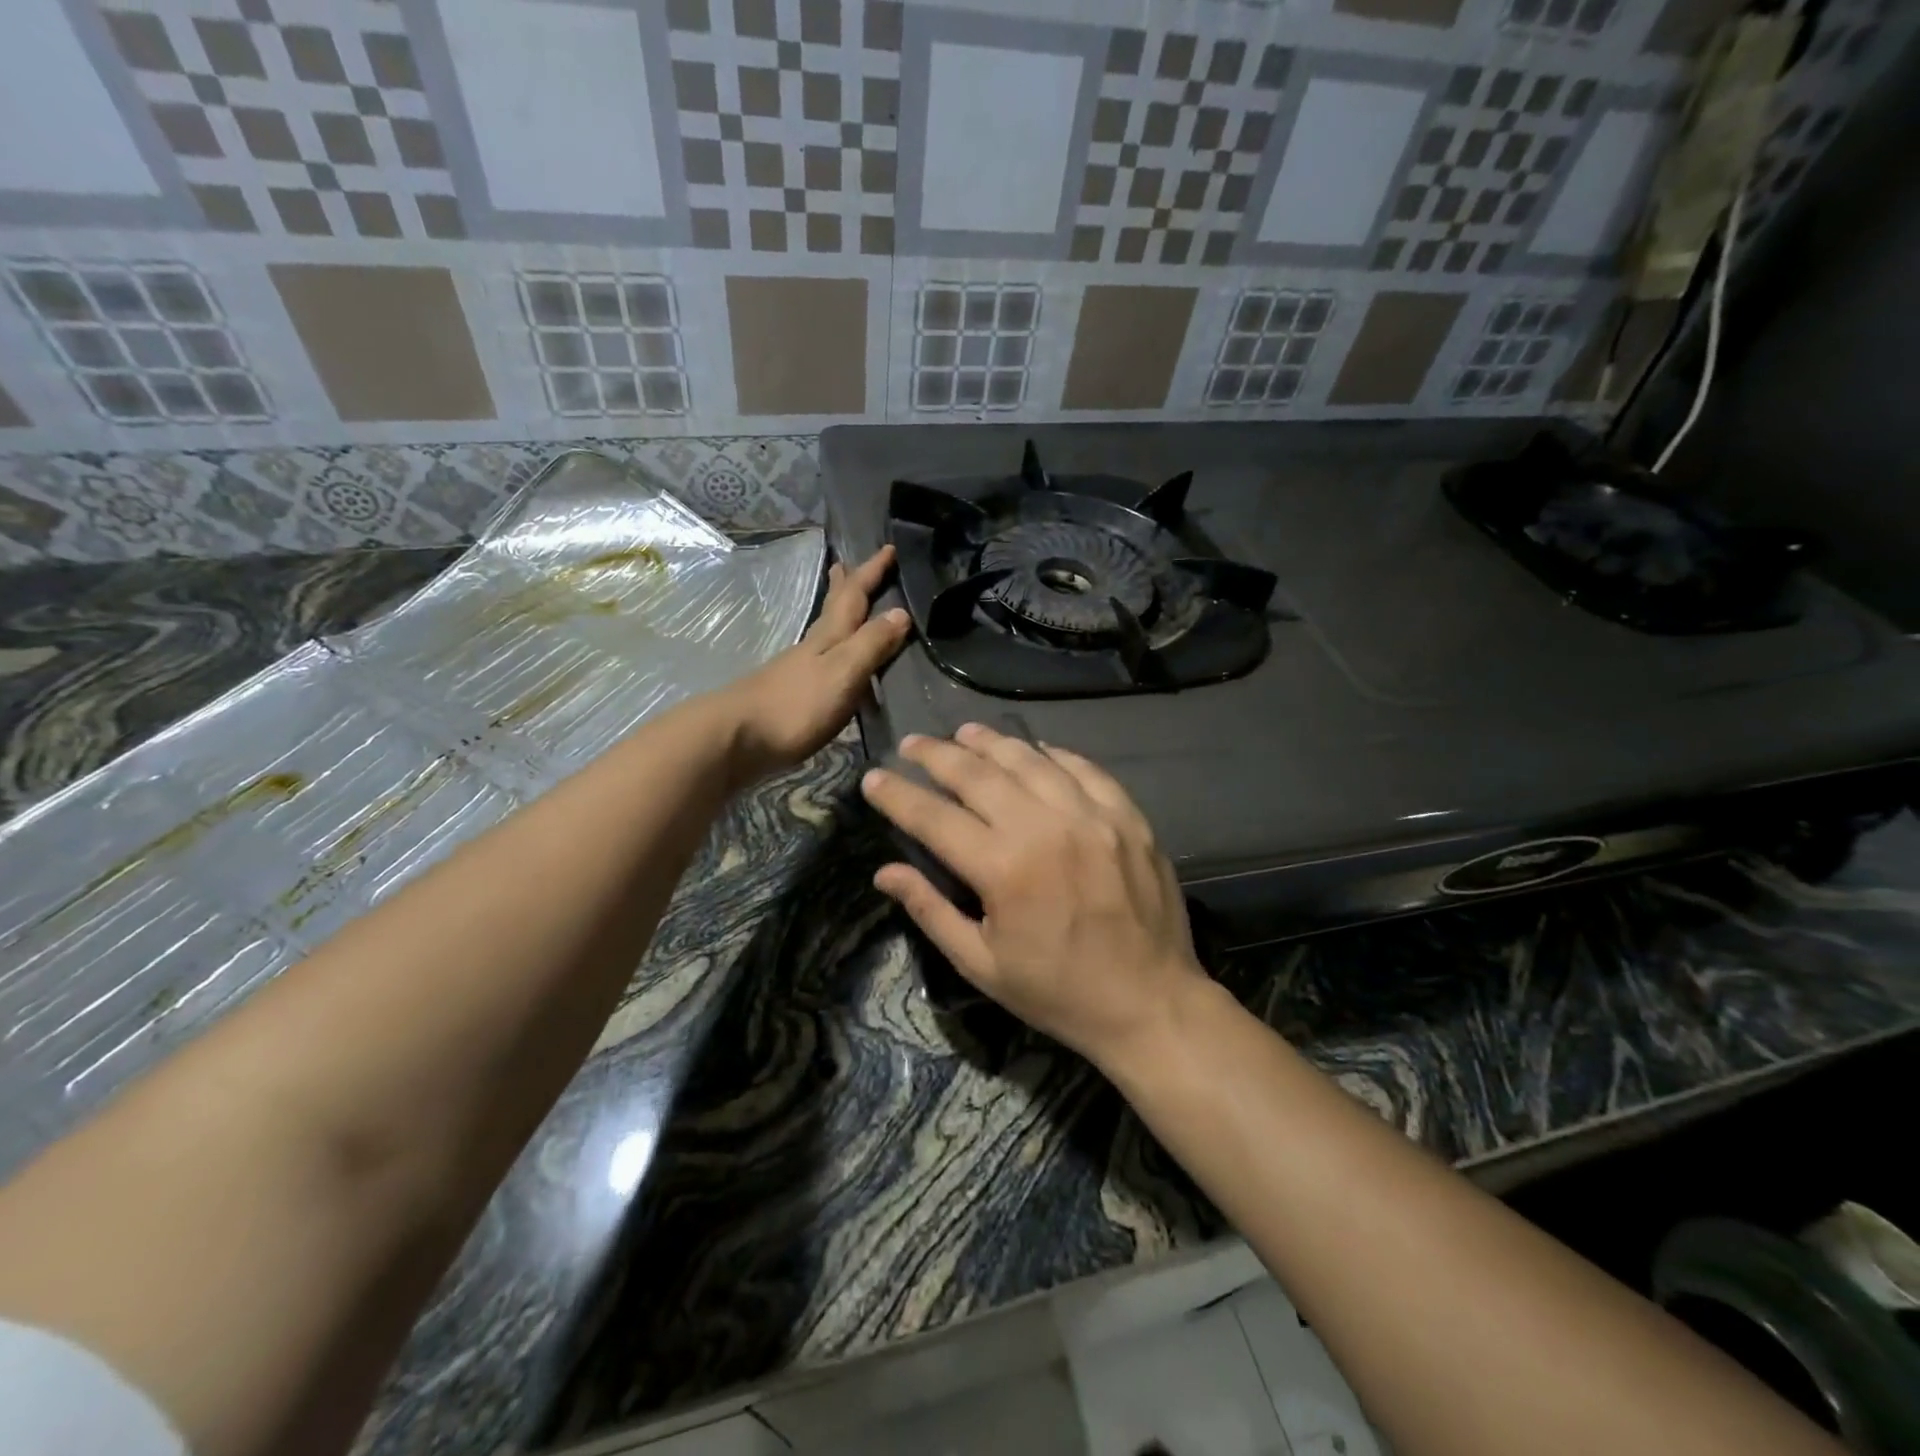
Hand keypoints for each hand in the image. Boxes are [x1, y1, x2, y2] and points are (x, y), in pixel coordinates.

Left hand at [722, 546, 910, 785]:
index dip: (871, 572)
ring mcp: (799, 670)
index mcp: (829, 637)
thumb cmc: (795, 705)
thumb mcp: (843, 671)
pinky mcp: (791, 694)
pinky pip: (821, 659)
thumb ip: (871, 644)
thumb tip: (902, 612)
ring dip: (837, 614)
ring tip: (844, 604)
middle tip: (847, 564)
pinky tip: (832, 661)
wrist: (737, 738)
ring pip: (825, 632)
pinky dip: (832, 648)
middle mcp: (813, 647)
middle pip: (833, 608)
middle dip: (845, 585)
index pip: (854, 596)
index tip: (889, 548)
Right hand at [861, 723, 1209, 1066]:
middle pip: (978, 774)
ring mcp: (1092, 816)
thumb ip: (931, 910)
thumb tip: (885, 872)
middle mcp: (1045, 828)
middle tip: (913, 744)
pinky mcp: (1128, 816)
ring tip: (964, 733)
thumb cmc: (1058, 992)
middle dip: (937, 755)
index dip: (897, 795)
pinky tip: (1033, 749)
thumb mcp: (982, 964)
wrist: (1151, 1003)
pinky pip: (1083, 769)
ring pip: (1029, 760)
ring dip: (990, 742)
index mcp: (1003, 869)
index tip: (874, 778)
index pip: (934, 817)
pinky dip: (1052, 754)